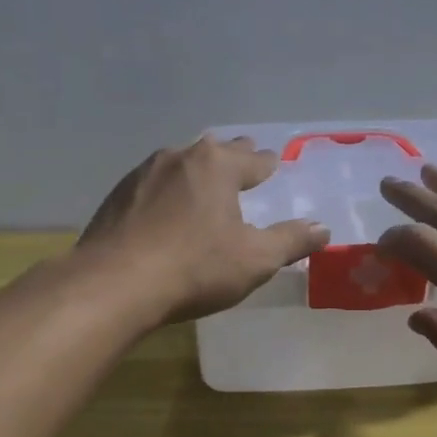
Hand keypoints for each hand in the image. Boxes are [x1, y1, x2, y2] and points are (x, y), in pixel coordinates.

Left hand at [79, 137, 328, 323]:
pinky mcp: (117, 195)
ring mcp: (143, 173)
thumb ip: (291, 241)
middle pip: (215, 152)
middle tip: (244, 162)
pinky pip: (153, 185)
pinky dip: (167, 191)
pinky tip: (165, 209)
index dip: (267, 163)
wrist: (113, 284)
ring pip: (180, 164)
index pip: (253, 158)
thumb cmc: (195, 267)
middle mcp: (179, 157)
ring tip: (204, 184)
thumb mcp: (254, 260)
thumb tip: (323, 228)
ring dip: (196, 172)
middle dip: (233, 157)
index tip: (273, 163)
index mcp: (217, 165)